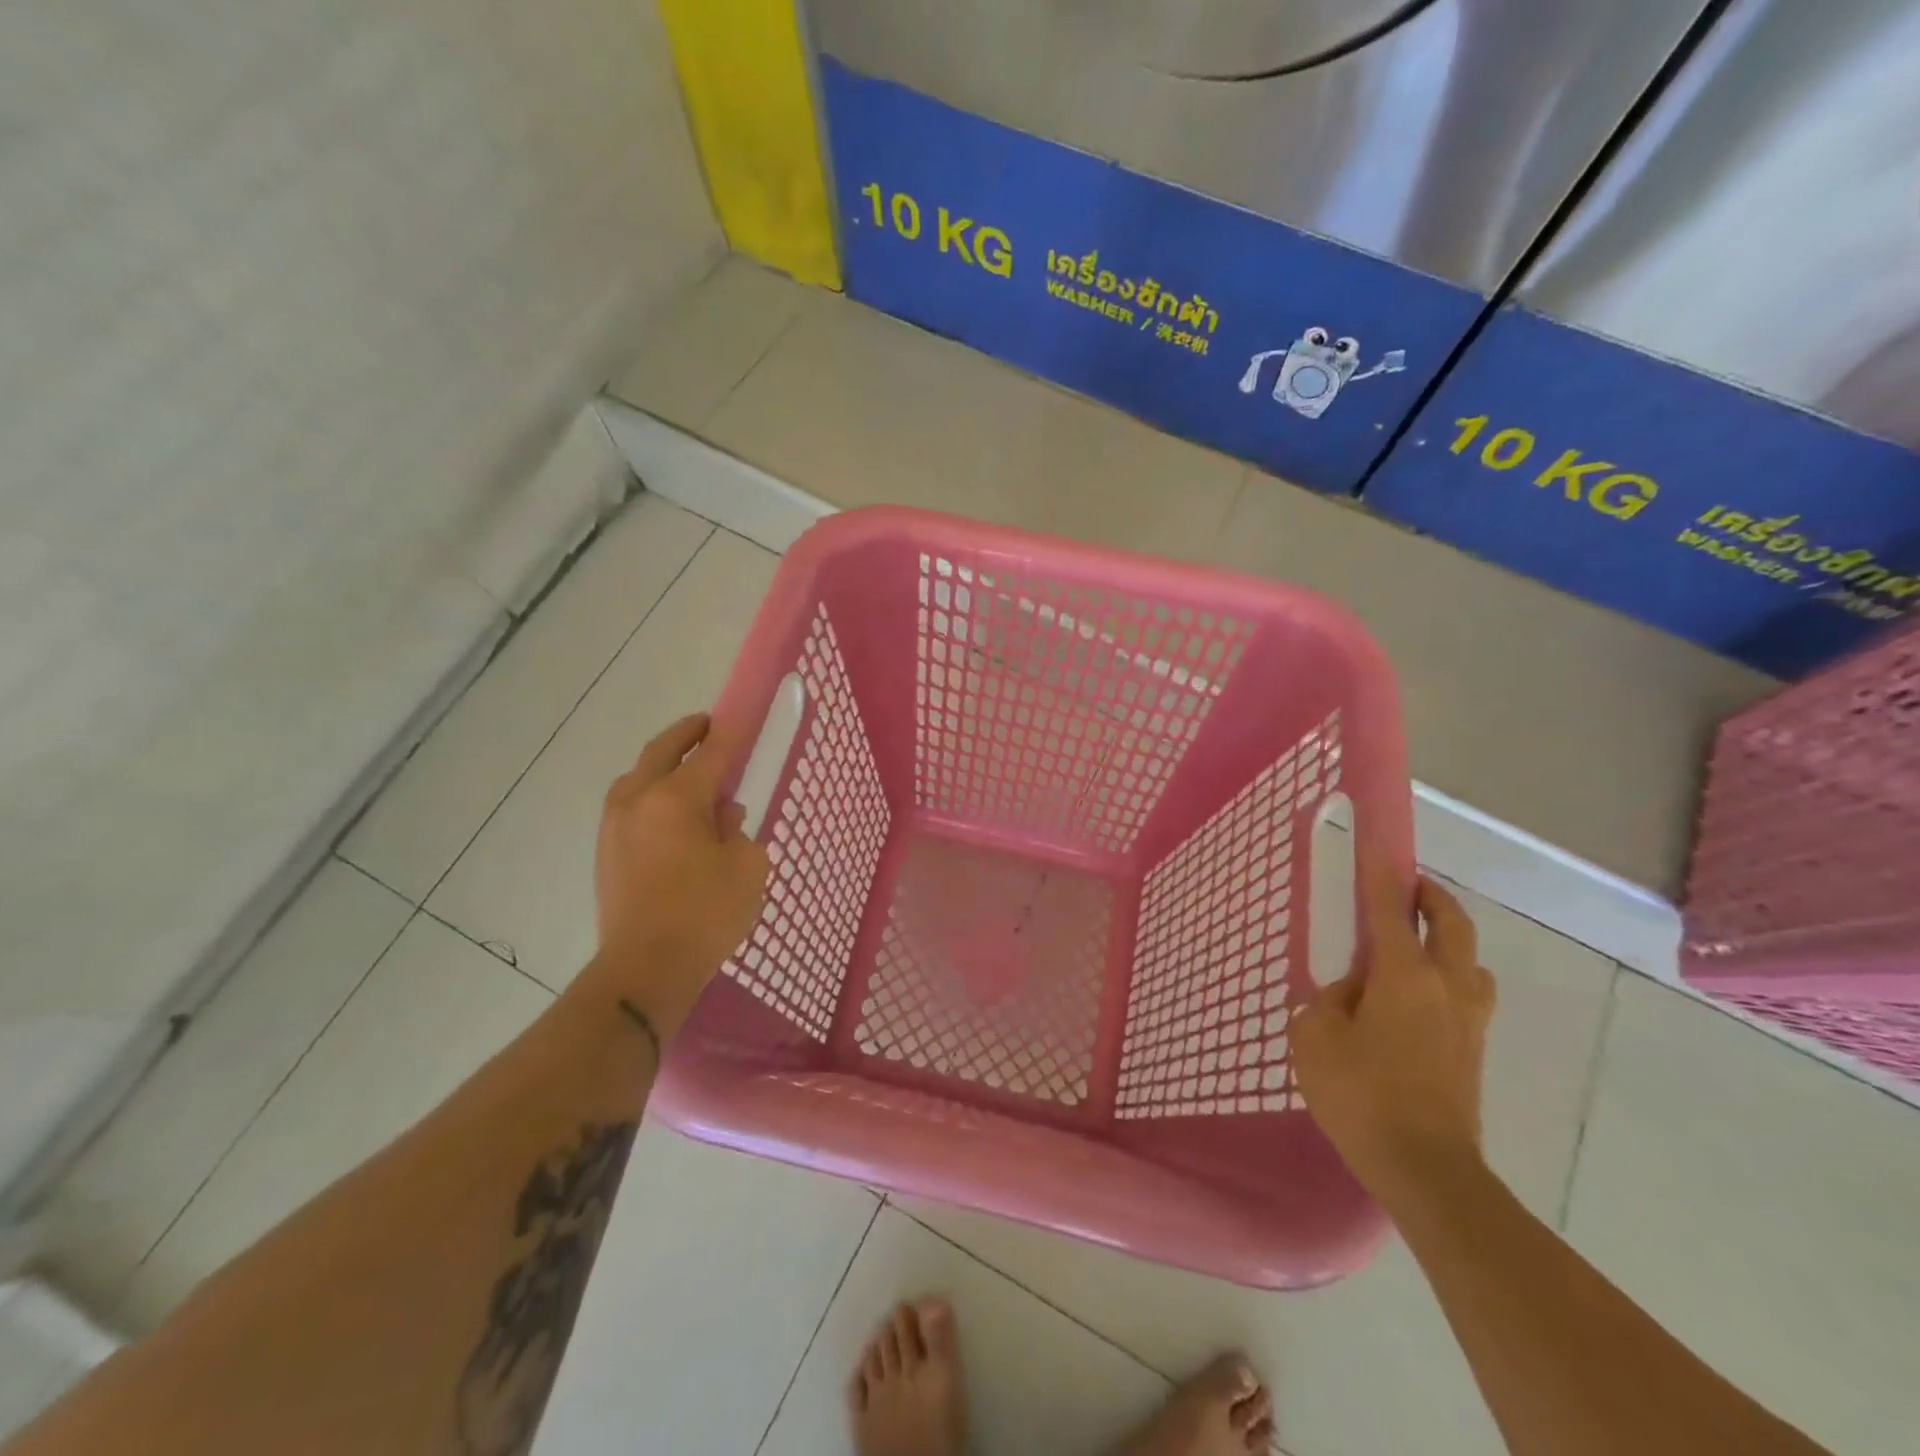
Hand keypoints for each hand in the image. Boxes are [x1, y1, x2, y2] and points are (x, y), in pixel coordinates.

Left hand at [585, 714, 770, 1033]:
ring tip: (692, 773)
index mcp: (675, 798)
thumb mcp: (747, 868)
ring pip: (639, 778)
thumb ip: (738, 831)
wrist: (643, 970)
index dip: (731, 733)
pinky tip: (674, 816)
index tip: (742, 715)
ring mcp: (614, 826)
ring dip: (665, 766)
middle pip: (662, 751)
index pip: (712, 754)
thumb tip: (721, 817)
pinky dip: (653, 795)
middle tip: (708, 726)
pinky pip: (631, 806)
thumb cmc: (705, 915)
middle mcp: (637, 800)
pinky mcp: (606, 851)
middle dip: (687, 733)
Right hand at [1291, 853, 1495, 1208]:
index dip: (1380, 873)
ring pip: (1468, 959)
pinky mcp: (1474, 1050)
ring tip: (1413, 948)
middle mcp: (1445, 986)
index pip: (1388, 909)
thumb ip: (1327, 1002)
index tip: (1375, 845)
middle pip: (1450, 923)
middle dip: (1430, 897)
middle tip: (1405, 888)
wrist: (1427, 1171)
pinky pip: (1467, 993)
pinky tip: (1417, 1000)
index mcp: (1404, 975)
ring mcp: (1468, 1019)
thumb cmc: (1362, 1096)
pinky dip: (1448, 977)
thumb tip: (1351, 994)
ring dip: (1447, 940)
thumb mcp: (1315, 1038)